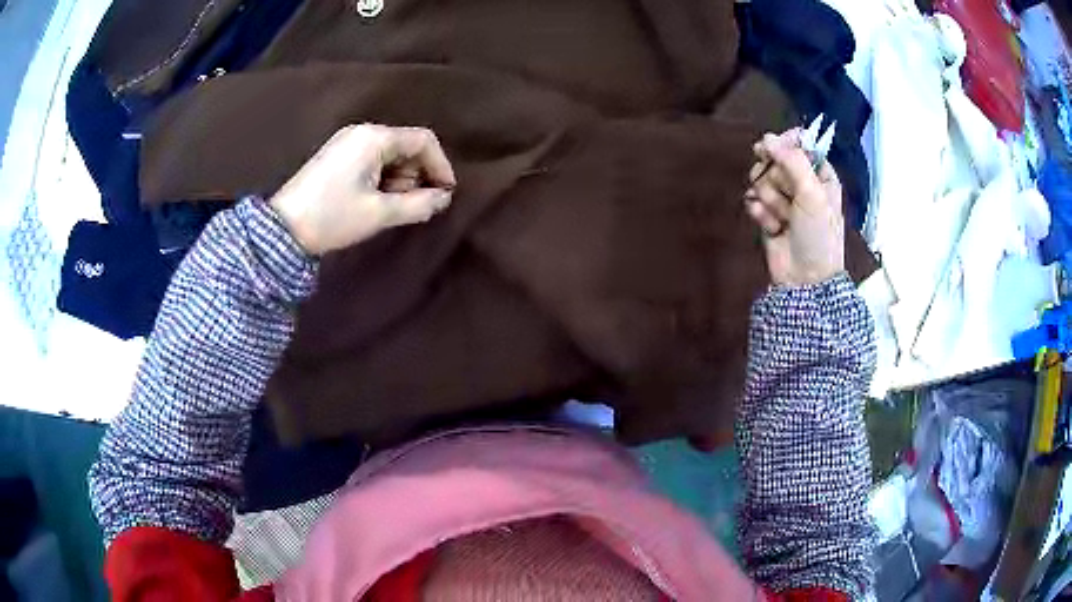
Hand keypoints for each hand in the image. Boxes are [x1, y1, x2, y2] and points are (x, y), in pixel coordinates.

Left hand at [269, 124, 456, 255]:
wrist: (282, 229)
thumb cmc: (333, 217)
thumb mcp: (380, 213)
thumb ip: (419, 204)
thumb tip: (443, 198)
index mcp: (374, 138)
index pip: (423, 140)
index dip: (441, 165)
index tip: (446, 193)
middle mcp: (361, 132)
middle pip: (406, 145)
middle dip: (417, 174)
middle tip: (413, 204)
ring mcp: (346, 142)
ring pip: (390, 154)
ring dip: (399, 179)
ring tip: (390, 207)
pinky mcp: (336, 156)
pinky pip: (372, 159)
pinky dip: (382, 178)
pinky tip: (374, 200)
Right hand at [744, 129, 844, 286]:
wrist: (805, 279)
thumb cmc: (818, 236)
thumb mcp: (813, 194)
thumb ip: (792, 161)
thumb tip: (766, 137)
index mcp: (820, 175)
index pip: (799, 144)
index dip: (784, 143)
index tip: (771, 146)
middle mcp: (801, 183)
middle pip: (774, 160)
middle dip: (776, 178)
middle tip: (787, 195)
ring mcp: (783, 199)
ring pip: (761, 179)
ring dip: (769, 199)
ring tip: (783, 218)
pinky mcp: (767, 214)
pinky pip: (753, 200)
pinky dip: (760, 214)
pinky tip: (772, 227)